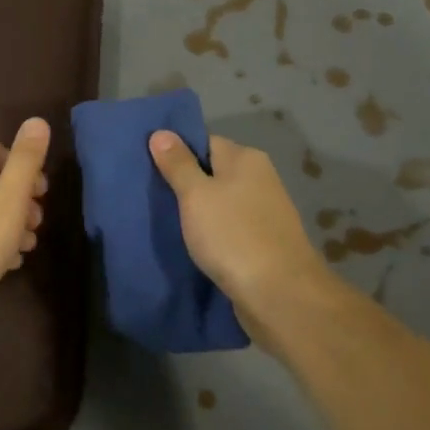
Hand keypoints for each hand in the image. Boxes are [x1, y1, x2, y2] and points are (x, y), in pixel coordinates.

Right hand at [148, 131, 334, 341]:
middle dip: (185, 184)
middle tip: (150, 196)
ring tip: (164, 222)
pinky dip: (212, 235)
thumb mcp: (196, 195)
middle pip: (213, 172)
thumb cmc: (233, 236)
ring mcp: (264, 213)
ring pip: (221, 203)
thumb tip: (161, 132)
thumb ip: (178, 164)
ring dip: (198, 213)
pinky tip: (192, 246)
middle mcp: (260, 179)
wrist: (280, 296)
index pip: (204, 142)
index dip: (177, 152)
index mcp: (246, 159)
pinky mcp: (264, 243)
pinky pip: (230, 229)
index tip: (149, 167)